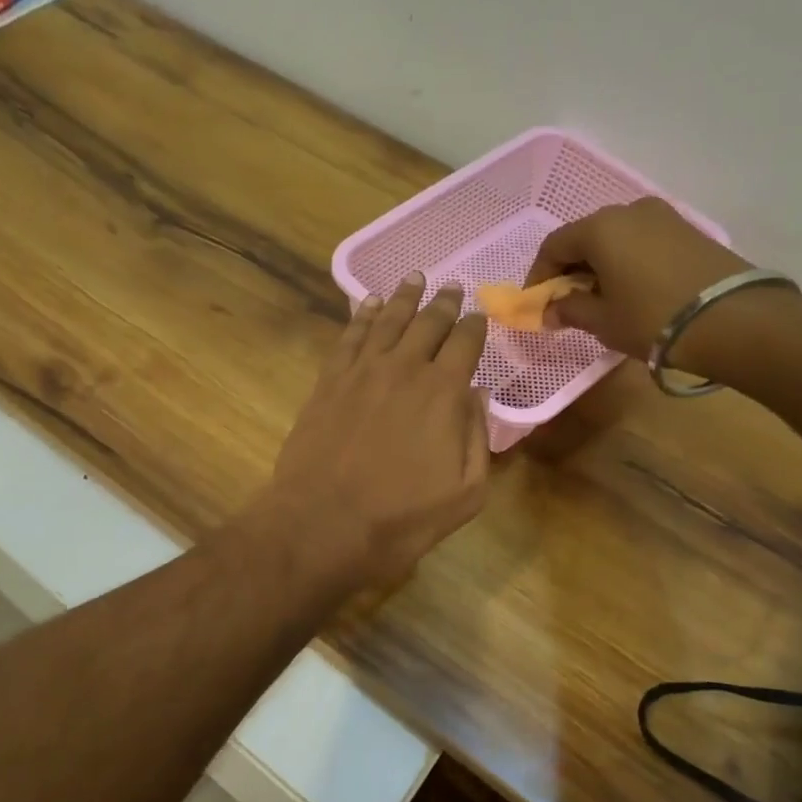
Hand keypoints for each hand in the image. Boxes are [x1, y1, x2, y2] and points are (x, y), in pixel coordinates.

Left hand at [251, 273, 489, 584]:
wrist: (322, 524)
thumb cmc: (400, 519)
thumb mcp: (464, 494)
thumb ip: (478, 439)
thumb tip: (477, 396)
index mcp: (443, 392)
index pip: (466, 343)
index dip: (475, 325)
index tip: (479, 315)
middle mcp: (404, 368)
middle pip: (428, 323)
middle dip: (444, 303)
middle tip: (452, 287)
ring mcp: (362, 371)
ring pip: (387, 320)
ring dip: (404, 297)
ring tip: (415, 278)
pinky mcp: (329, 381)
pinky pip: (349, 336)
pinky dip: (361, 314)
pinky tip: (368, 302)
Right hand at [526, 198, 756, 365]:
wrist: (733, 319)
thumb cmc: (652, 318)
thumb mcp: (602, 320)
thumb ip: (569, 310)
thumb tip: (550, 310)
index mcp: (600, 227)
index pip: (554, 245)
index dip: (540, 275)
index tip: (538, 303)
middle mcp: (629, 211)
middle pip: (586, 237)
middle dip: (571, 269)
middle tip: (568, 302)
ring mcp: (663, 217)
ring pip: (616, 238)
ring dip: (600, 266)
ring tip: (602, 299)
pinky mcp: (688, 231)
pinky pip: (642, 242)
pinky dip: (627, 262)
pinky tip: (632, 290)